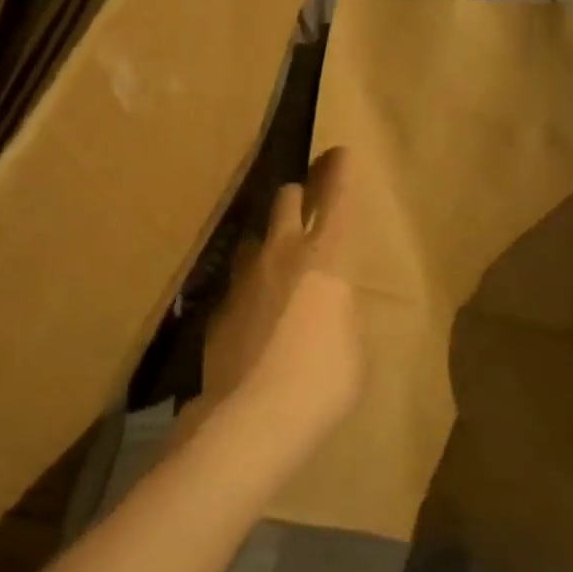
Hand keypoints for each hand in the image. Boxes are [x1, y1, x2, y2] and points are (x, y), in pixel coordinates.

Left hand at [182, 148, 362, 462]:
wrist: (251, 419)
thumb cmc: (323, 383)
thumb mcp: (354, 345)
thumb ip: (340, 309)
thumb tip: (327, 303)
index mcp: (325, 257)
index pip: (336, 197)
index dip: (340, 170)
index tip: (341, 152)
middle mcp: (282, 253)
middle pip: (285, 197)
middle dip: (298, 193)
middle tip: (307, 202)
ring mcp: (244, 276)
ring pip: (255, 235)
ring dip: (270, 239)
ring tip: (278, 262)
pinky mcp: (218, 305)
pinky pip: (238, 278)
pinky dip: (251, 283)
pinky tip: (256, 313)